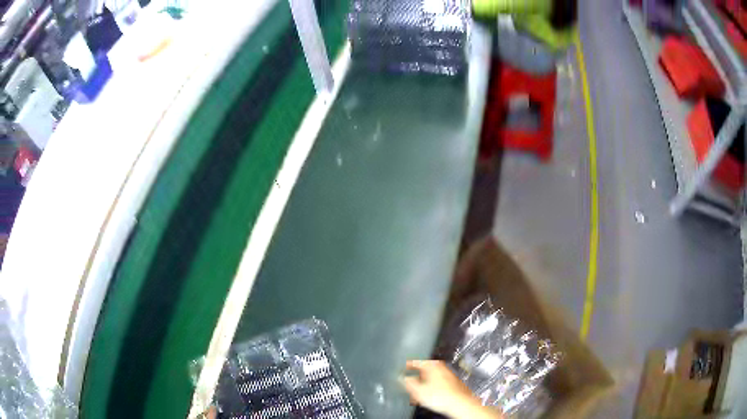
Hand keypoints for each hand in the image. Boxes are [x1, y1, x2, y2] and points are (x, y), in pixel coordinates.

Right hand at [401, 360, 501, 418]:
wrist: (459, 403)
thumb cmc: (443, 396)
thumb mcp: (418, 390)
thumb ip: (408, 382)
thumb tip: (402, 378)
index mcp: (433, 364)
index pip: (416, 361)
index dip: (407, 365)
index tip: (403, 367)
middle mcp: (441, 367)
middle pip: (424, 370)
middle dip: (415, 378)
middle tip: (409, 384)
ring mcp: (448, 374)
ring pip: (430, 378)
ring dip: (422, 384)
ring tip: (417, 393)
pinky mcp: (452, 382)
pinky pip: (437, 383)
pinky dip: (431, 387)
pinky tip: (428, 395)